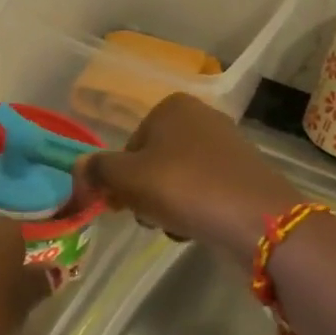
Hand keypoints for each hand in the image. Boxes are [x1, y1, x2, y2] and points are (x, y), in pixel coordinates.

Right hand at [76, 94, 300, 258]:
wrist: (257, 219)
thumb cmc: (184, 187)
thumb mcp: (127, 178)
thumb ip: (96, 171)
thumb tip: (77, 169)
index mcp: (172, 106)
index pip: (128, 146)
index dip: (119, 178)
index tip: (121, 204)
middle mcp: (201, 117)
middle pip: (152, 163)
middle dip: (144, 193)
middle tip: (149, 216)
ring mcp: (226, 146)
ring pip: (176, 180)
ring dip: (167, 205)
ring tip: (175, 225)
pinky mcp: (243, 175)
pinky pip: (203, 192)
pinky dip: (194, 209)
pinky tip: (197, 228)